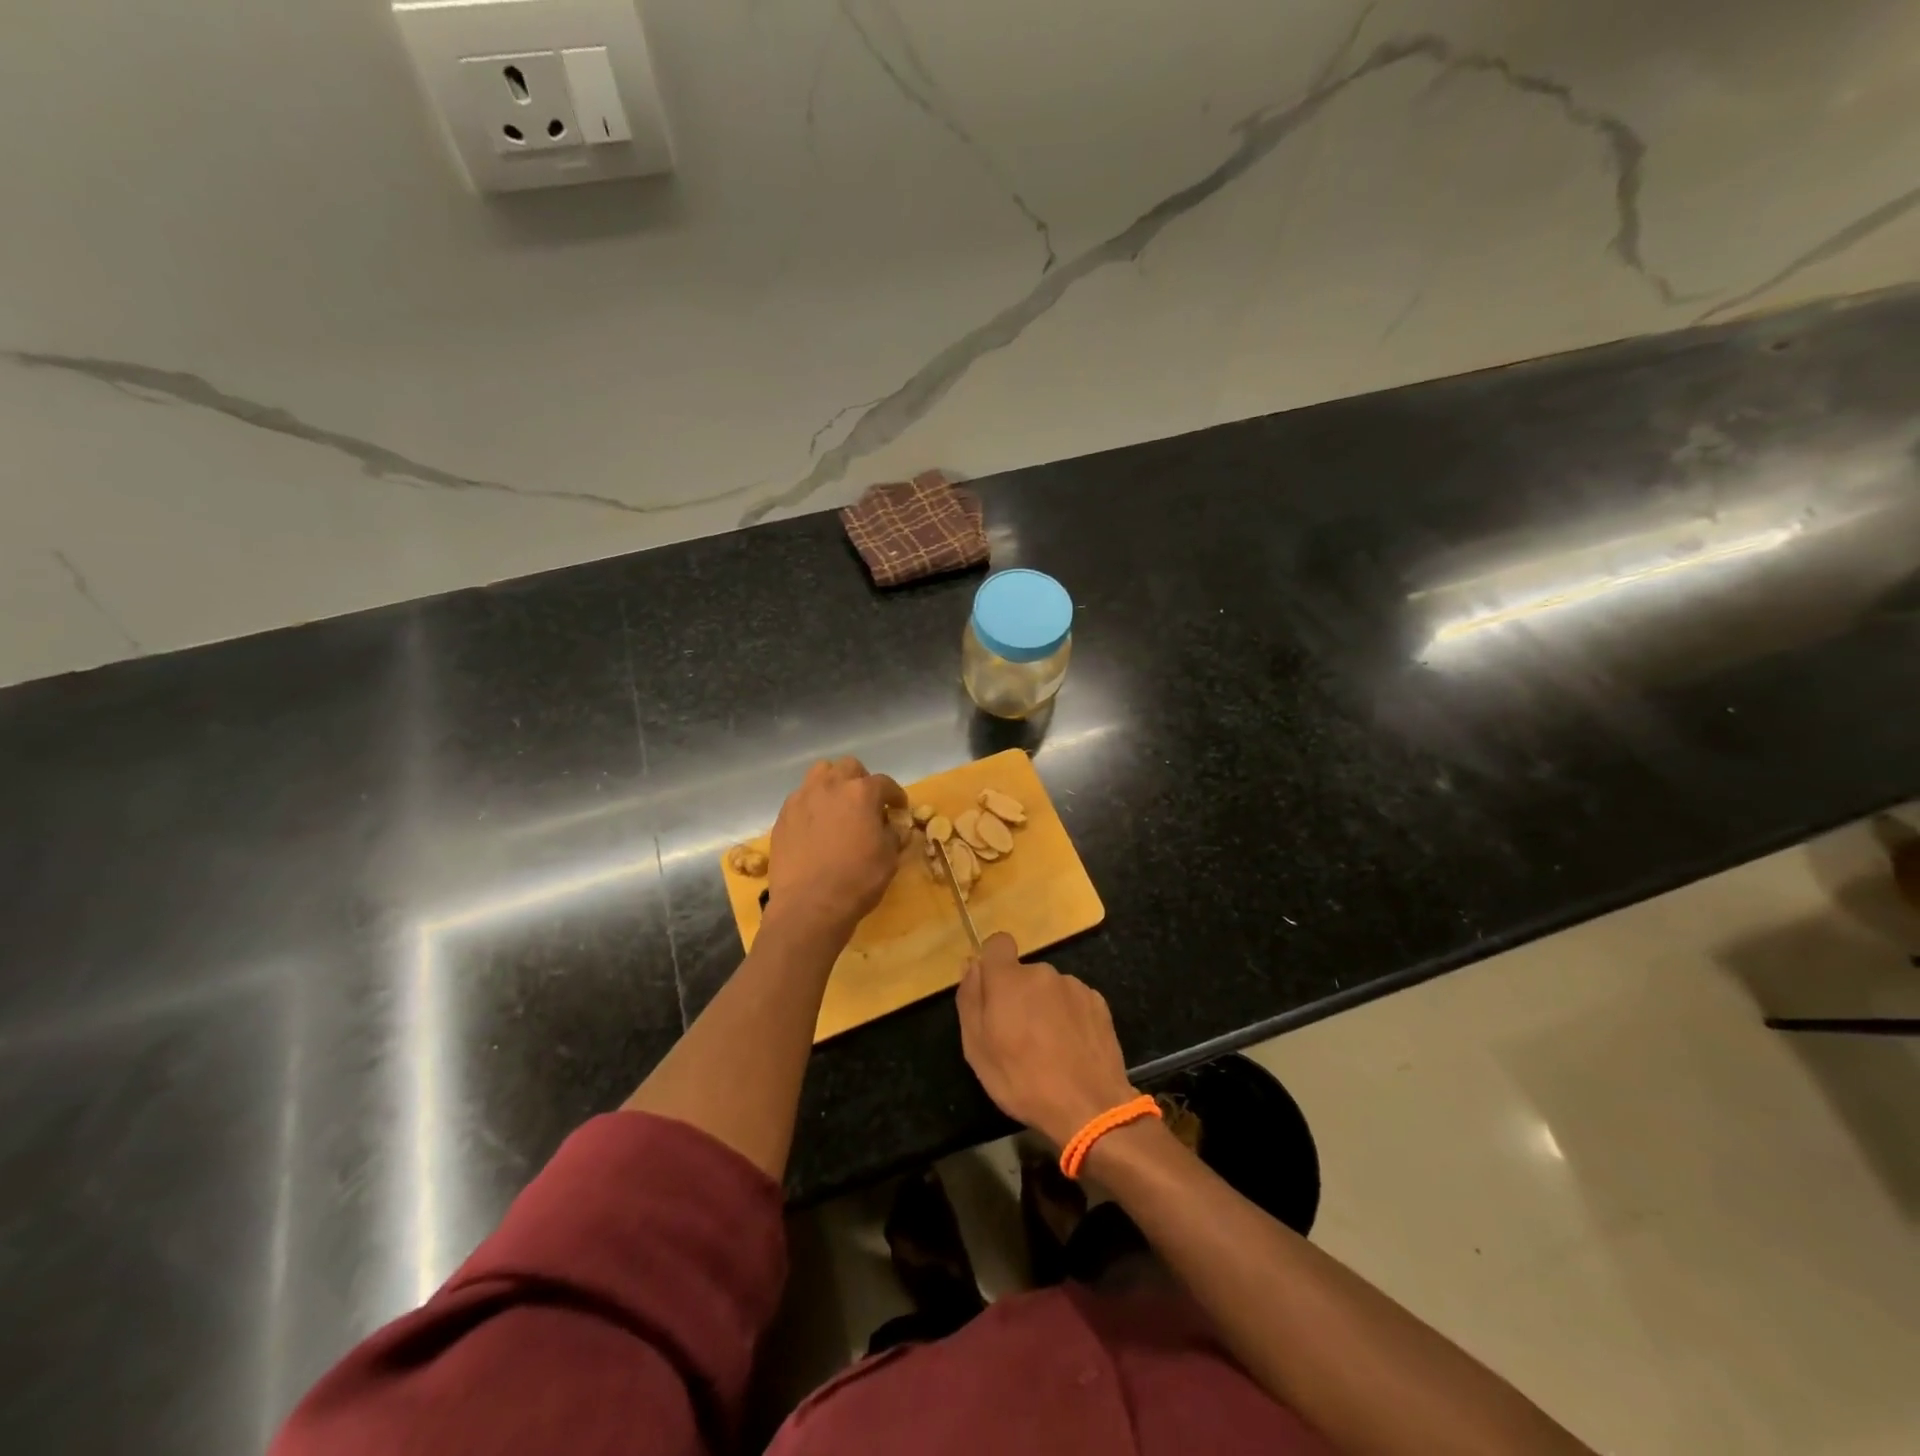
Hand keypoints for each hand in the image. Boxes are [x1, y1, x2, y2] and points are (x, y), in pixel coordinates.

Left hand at [766, 757, 905, 940]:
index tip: (898, 808)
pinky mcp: (783, 816)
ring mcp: (802, 798)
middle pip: (848, 767)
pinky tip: (816, 826)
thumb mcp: (889, 858)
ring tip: (837, 806)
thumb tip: (893, 827)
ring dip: (833, 783)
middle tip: (866, 804)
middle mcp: (830, 786)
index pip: (884, 783)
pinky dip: (812, 804)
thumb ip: (893, 835)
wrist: (809, 906)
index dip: (895, 795)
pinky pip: (800, 798)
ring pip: (819, 773)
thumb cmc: (857, 880)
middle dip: (861, 780)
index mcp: (861, 793)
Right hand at [957, 932, 1138, 1148]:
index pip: (997, 944)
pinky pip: (1073, 1002)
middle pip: (1023, 974)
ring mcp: (1074, 986)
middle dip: (1018, 996)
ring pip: (1049, 989)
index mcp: (1009, 979)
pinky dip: (1069, 1017)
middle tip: (1018, 1037)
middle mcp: (1042, 972)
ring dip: (1044, 1007)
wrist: (1089, 1107)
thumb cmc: (1022, 1080)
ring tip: (1048, 1048)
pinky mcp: (1098, 1003)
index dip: (993, 962)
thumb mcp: (977, 1048)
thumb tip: (972, 965)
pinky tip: (1071, 1049)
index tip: (993, 992)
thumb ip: (970, 999)